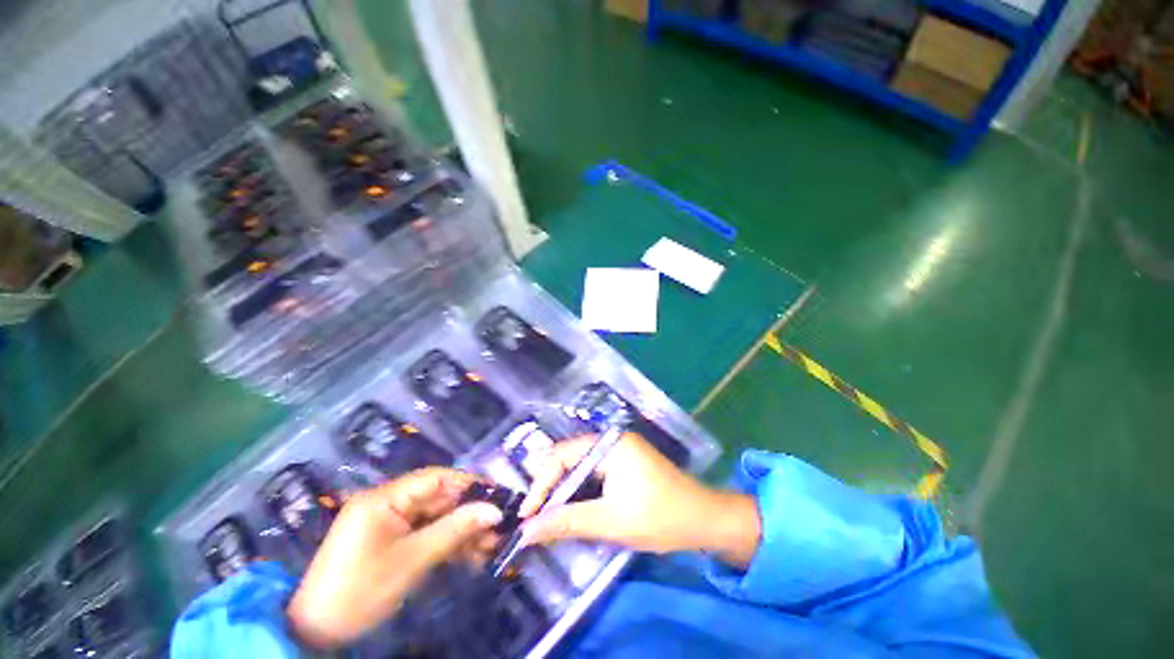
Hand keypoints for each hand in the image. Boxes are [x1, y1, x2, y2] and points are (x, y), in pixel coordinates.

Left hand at [287, 468, 502, 648]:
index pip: (436, 478)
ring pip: (436, 519)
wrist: (314, 634)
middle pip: (438, 500)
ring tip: (491, 546)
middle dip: (469, 513)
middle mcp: (388, 504)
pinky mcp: (391, 543)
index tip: (497, 495)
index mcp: (385, 498)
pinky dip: (447, 545)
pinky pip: (425, 535)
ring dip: (462, 532)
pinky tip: (471, 556)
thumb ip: (455, 530)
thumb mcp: (412, 560)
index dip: (468, 484)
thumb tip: (495, 510)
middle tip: (499, 528)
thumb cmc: (360, 591)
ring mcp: (389, 525)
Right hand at [518, 434, 760, 567]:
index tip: (527, 516)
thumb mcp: (610, 521)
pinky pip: (594, 474)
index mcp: (609, 444)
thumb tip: (526, 531)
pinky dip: (582, 493)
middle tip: (535, 521)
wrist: (704, 520)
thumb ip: (566, 522)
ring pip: (581, 469)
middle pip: (569, 460)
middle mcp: (612, 441)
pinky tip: (574, 512)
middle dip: (551, 490)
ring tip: (549, 520)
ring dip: (565, 494)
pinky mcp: (626, 464)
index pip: (562, 455)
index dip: (541, 484)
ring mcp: (620, 451)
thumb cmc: (659, 516)